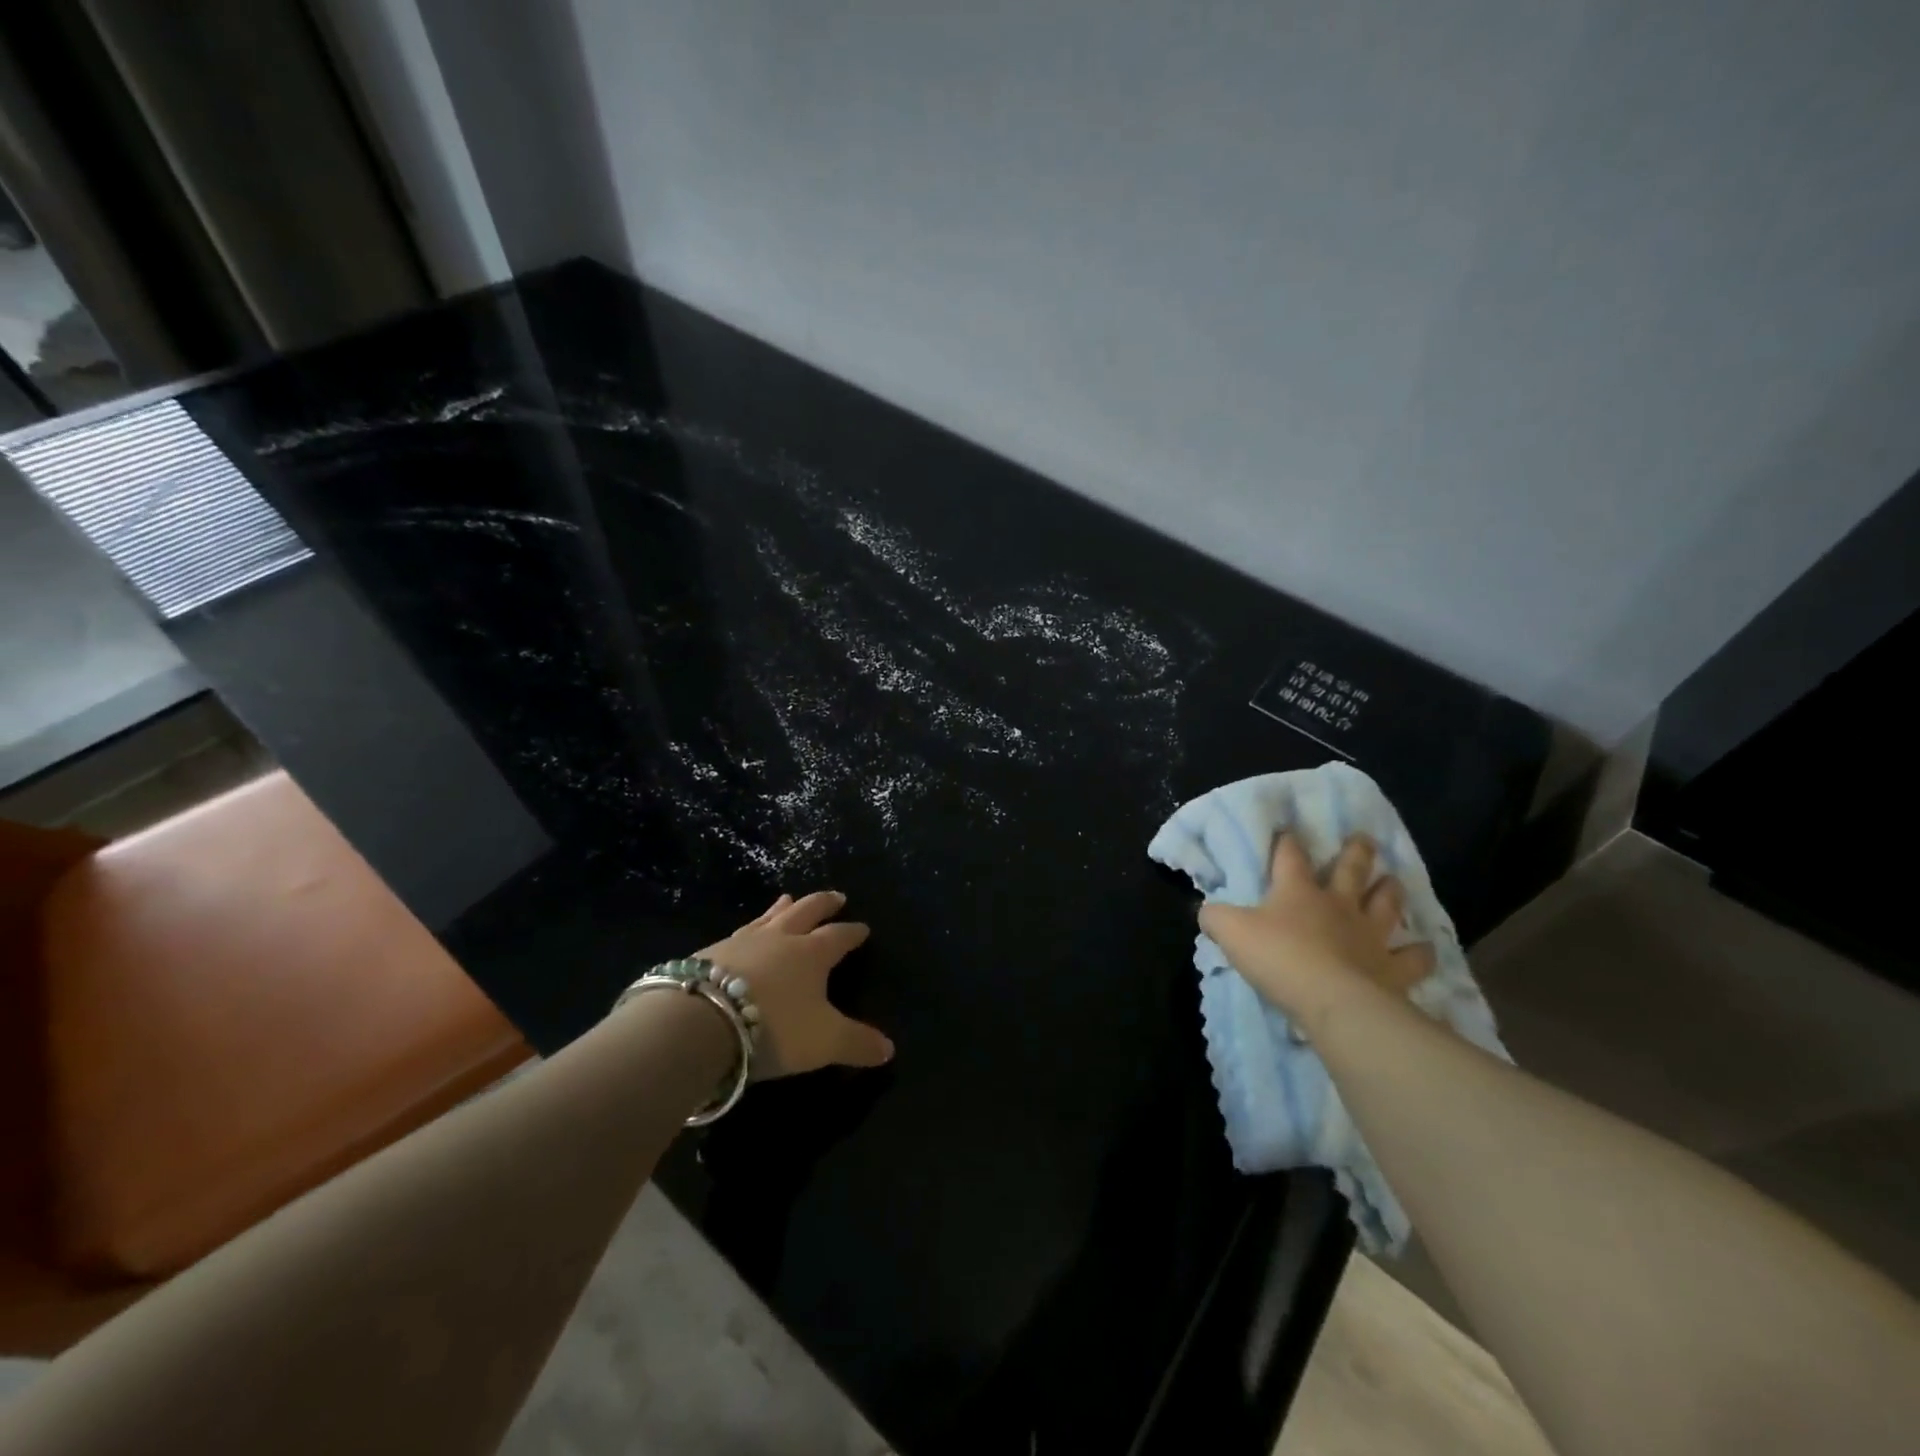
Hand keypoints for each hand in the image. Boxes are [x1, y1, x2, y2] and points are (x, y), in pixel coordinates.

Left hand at [698, 890, 893, 1078]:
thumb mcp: (824, 1041)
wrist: (702, 1021)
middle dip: (824, 903)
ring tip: (789, 898)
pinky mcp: (711, 952)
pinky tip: (744, 934)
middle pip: (806, 911)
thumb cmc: (775, 1026)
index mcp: (812, 953)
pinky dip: (750, 928)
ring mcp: (743, 941)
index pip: (838, 936)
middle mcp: (781, 938)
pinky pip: (738, 932)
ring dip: (783, 907)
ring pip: (769, 916)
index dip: (852, 932)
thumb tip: (890, 1050)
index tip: (863, 928)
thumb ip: (857, 1043)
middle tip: (836, 896)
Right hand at [1197, 833, 1434, 1020]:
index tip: (1289, 831)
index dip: (1288, 842)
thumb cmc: (1278, 957)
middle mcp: (1339, 905)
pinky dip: (1420, 953)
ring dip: (1391, 892)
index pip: (1290, 857)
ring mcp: (1370, 936)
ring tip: (1395, 882)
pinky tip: (1424, 949)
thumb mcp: (1230, 932)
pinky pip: (1413, 958)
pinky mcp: (1393, 969)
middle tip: (1365, 838)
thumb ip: (1216, 917)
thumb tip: (1208, 910)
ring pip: (1386, 905)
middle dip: (1357, 853)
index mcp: (1298, 891)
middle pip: (1351, 870)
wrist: (1332, 1000)